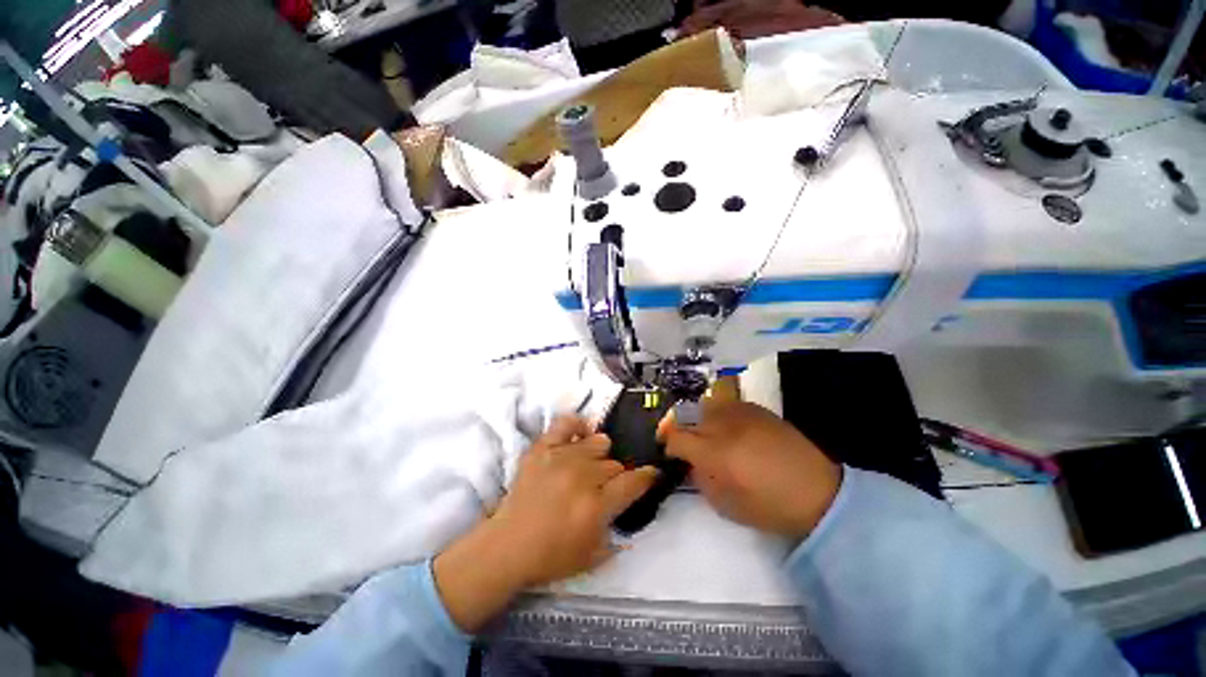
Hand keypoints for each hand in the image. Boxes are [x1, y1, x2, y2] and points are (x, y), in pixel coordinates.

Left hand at [434, 416, 656, 631]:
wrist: (507, 546)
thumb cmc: (551, 556)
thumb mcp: (594, 555)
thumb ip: (617, 528)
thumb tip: (628, 500)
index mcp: (596, 506)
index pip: (634, 481)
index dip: (647, 477)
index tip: (650, 474)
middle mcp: (582, 476)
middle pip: (615, 463)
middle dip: (615, 476)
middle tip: (604, 487)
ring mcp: (561, 457)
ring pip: (598, 442)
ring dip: (599, 456)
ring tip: (589, 467)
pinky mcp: (542, 448)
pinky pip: (566, 423)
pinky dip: (577, 426)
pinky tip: (579, 436)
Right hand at [661, 400, 840, 540]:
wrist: (819, 492)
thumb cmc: (770, 507)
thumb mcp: (726, 505)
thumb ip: (700, 479)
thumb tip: (690, 463)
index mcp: (715, 453)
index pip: (676, 437)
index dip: (668, 444)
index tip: (670, 452)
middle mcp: (723, 425)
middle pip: (686, 414)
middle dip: (676, 426)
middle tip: (681, 439)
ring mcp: (741, 412)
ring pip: (704, 403)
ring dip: (696, 416)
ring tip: (703, 430)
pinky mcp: (756, 408)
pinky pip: (726, 401)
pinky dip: (718, 411)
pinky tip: (727, 425)